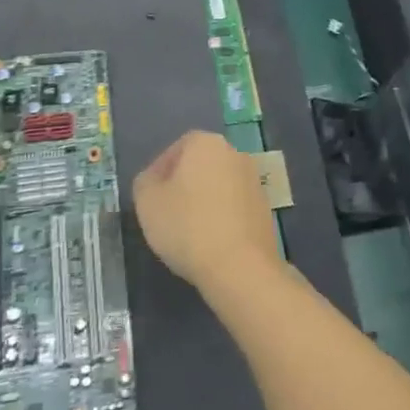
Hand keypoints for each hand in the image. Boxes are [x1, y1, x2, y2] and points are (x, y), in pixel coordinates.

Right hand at [132, 130, 280, 294]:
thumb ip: (145, 183)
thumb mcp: (147, 202)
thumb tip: (154, 180)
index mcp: (206, 143)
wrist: (240, 266)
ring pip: (218, 187)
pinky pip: (234, 207)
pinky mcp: (265, 209)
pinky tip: (210, 242)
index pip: (176, 149)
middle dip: (183, 186)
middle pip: (200, 166)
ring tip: (188, 233)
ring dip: (203, 202)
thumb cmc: (187, 226)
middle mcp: (234, 153)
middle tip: (166, 214)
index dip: (159, 173)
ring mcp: (254, 181)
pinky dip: (221, 218)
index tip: (151, 198)